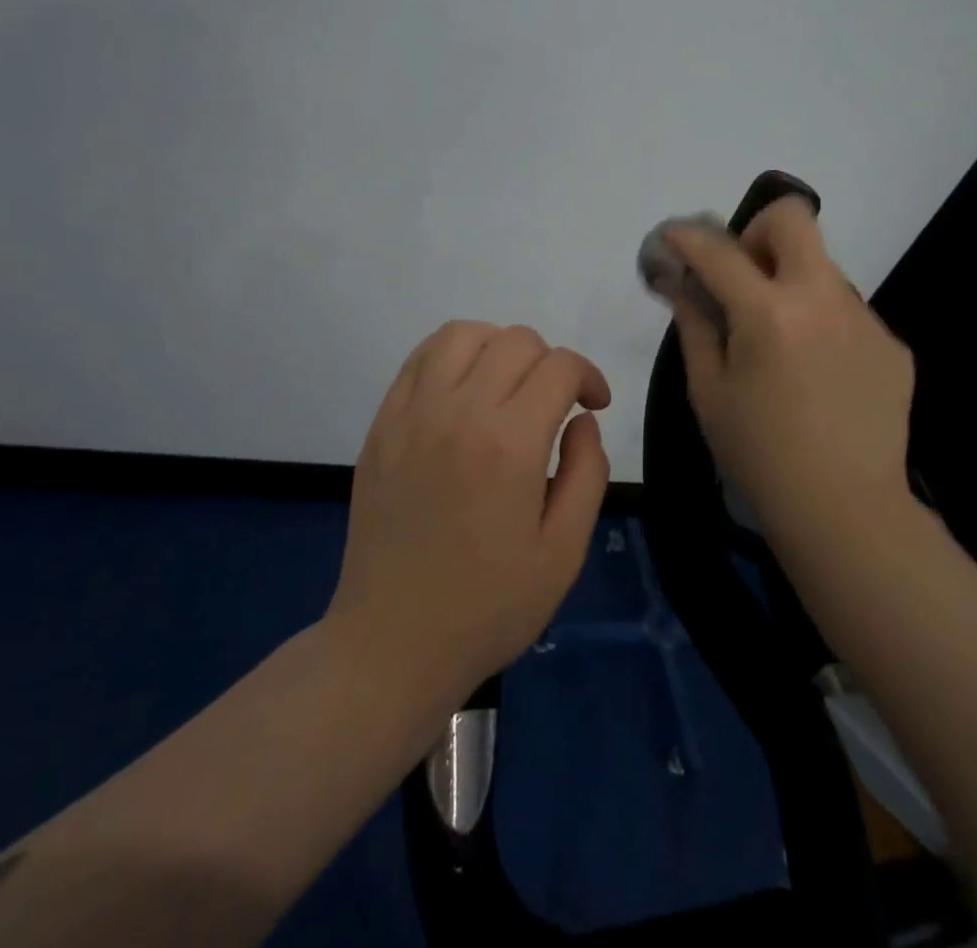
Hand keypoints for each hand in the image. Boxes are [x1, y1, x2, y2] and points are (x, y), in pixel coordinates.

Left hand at [328, 321, 611, 705]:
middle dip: (550, 363)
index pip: (559, 367)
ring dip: (498, 347)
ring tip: (508, 386)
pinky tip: (464, 390)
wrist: (392, 642)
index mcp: (509, 444)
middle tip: (555, 406)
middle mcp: (458, 412)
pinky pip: (419, 359)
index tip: (594, 406)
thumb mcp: (564, 553)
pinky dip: (451, 356)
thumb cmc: (488, 606)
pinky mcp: (382, 424)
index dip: (588, 377)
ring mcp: (412, 414)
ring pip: (463, 334)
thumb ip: (588, 473)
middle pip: (516, 341)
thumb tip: (582, 421)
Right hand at [662, 199, 919, 548]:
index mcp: (770, 314)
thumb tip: (681, 282)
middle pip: (794, 219)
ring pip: (822, 268)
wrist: (846, 510)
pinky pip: (846, 311)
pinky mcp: (891, 344)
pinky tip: (817, 374)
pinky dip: (821, 323)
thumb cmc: (759, 454)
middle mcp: (823, 299)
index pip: (719, 251)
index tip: (674, 237)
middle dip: (758, 231)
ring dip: (791, 284)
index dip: (688, 237)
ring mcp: (865, 319)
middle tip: (744, 276)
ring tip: (781, 343)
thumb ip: (694, 324)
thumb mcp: (708, 390)